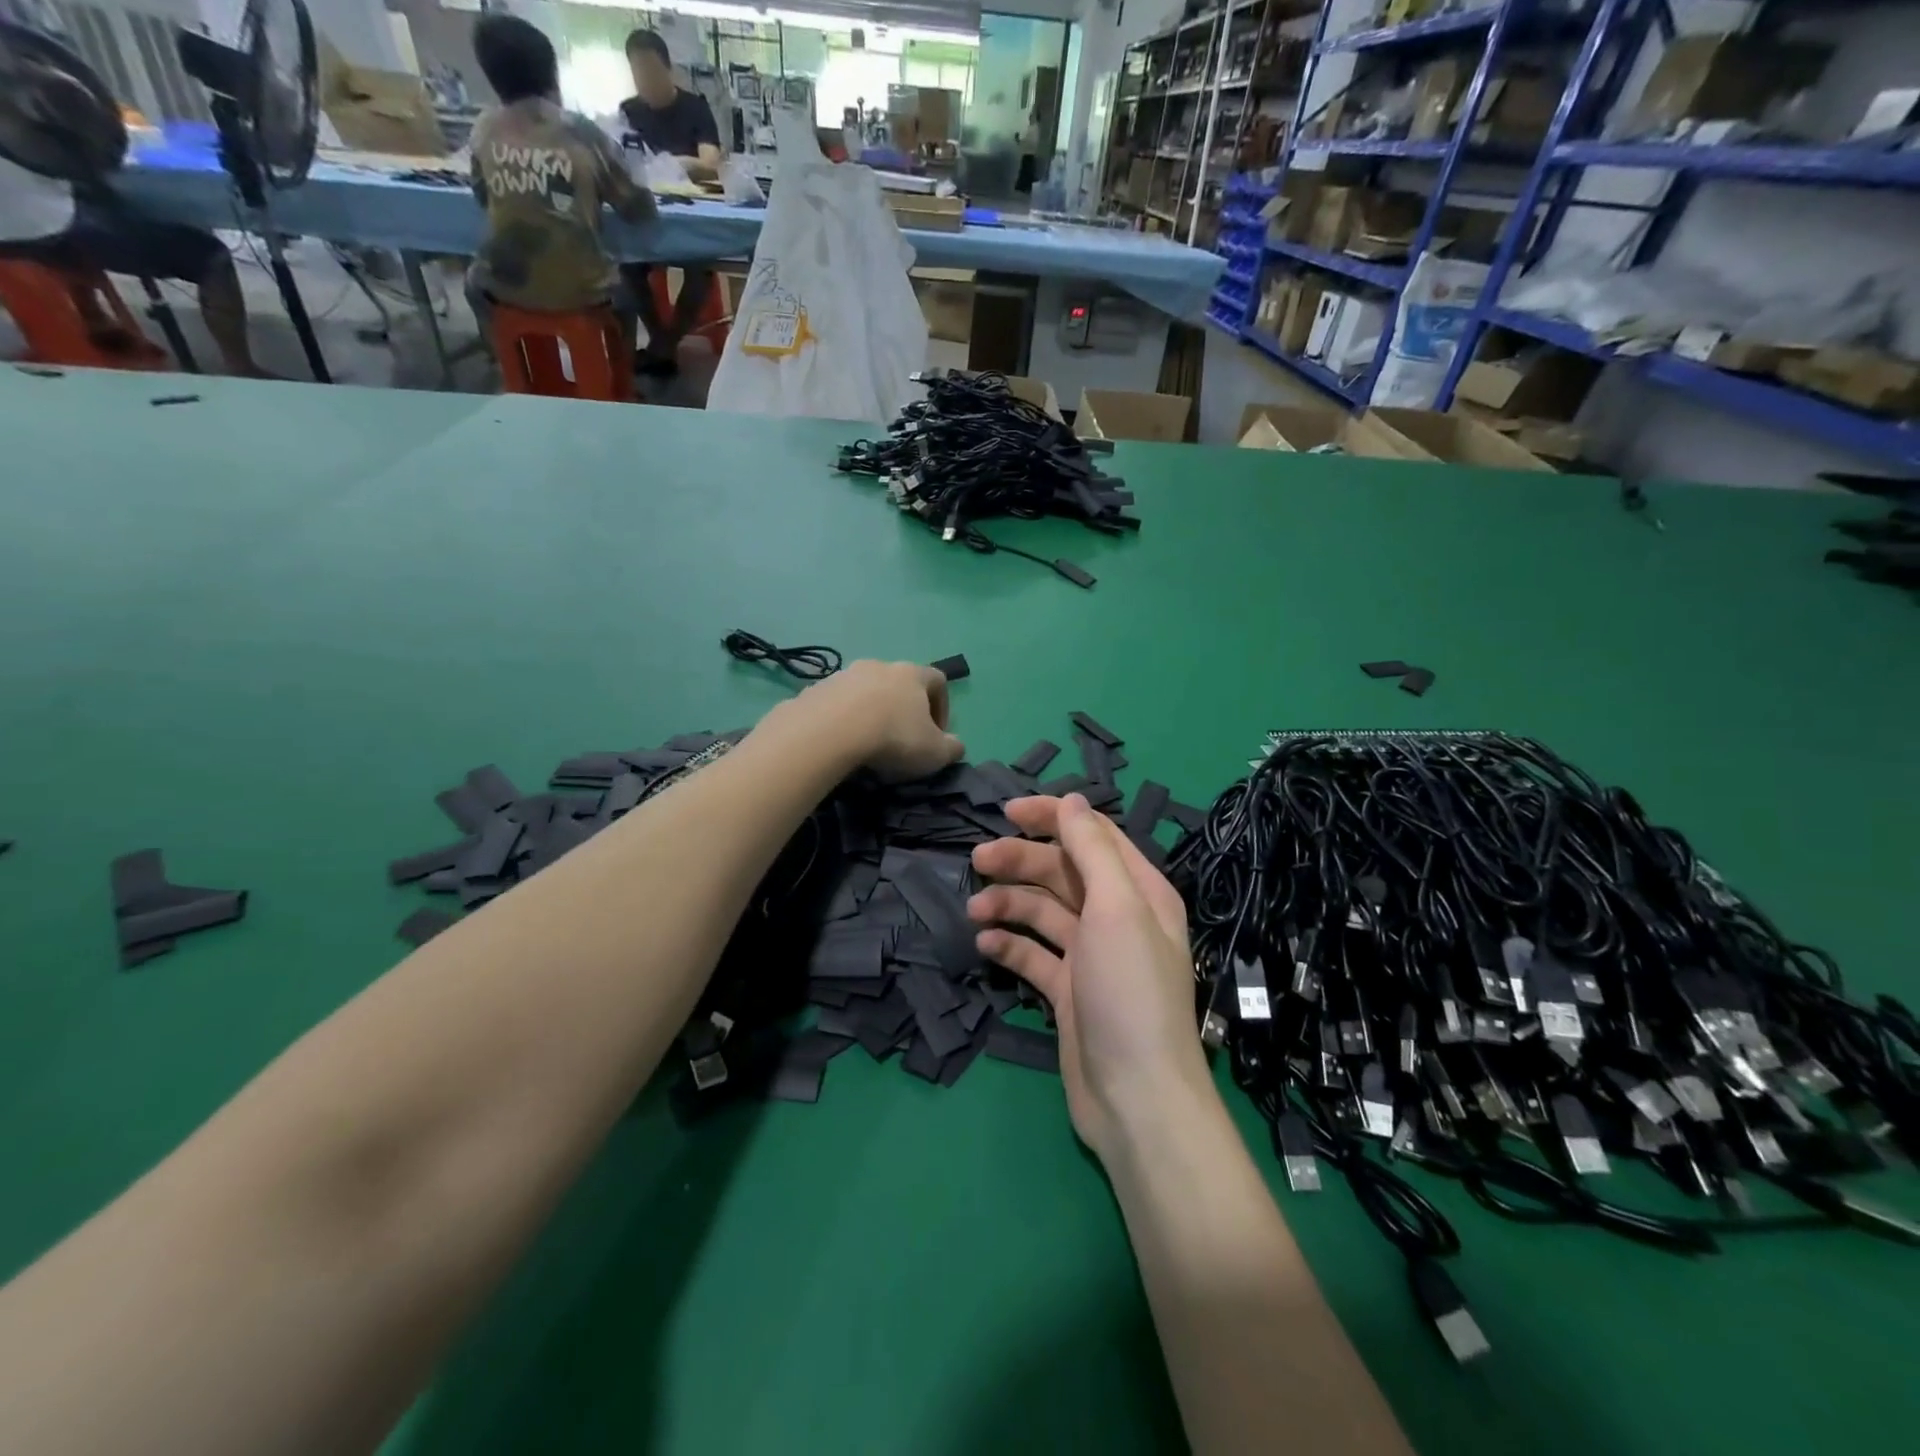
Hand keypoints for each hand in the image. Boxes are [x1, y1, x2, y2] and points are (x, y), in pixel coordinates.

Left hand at [784, 660, 963, 781]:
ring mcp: (845, 674)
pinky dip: (844, 719)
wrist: (830, 731)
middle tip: (901, 739)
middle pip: (899, 683)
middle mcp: (880, 666)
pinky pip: (837, 703)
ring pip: (866, 691)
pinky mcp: (817, 689)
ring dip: (871, 712)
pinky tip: (842, 742)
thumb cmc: (893, 737)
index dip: (942, 707)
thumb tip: (956, 745)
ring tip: (868, 743)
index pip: (938, 681)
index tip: (937, 734)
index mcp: (912, 674)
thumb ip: (952, 748)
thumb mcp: (934, 752)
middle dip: (903, 709)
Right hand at [967, 795, 1211, 1161]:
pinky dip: (1010, 944)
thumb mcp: (1117, 907)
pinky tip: (985, 944)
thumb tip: (1072, 799)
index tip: (1007, 812)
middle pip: (1062, 871)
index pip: (1092, 834)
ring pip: (1043, 911)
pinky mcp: (1068, 991)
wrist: (1136, 1098)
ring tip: (975, 909)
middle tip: (977, 859)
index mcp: (1138, 891)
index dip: (1052, 817)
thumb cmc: (1130, 991)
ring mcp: (1091, 956)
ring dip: (1009, 903)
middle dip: (1021, 860)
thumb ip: (1092, 848)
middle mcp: (1116, 917)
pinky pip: (1033, 954)